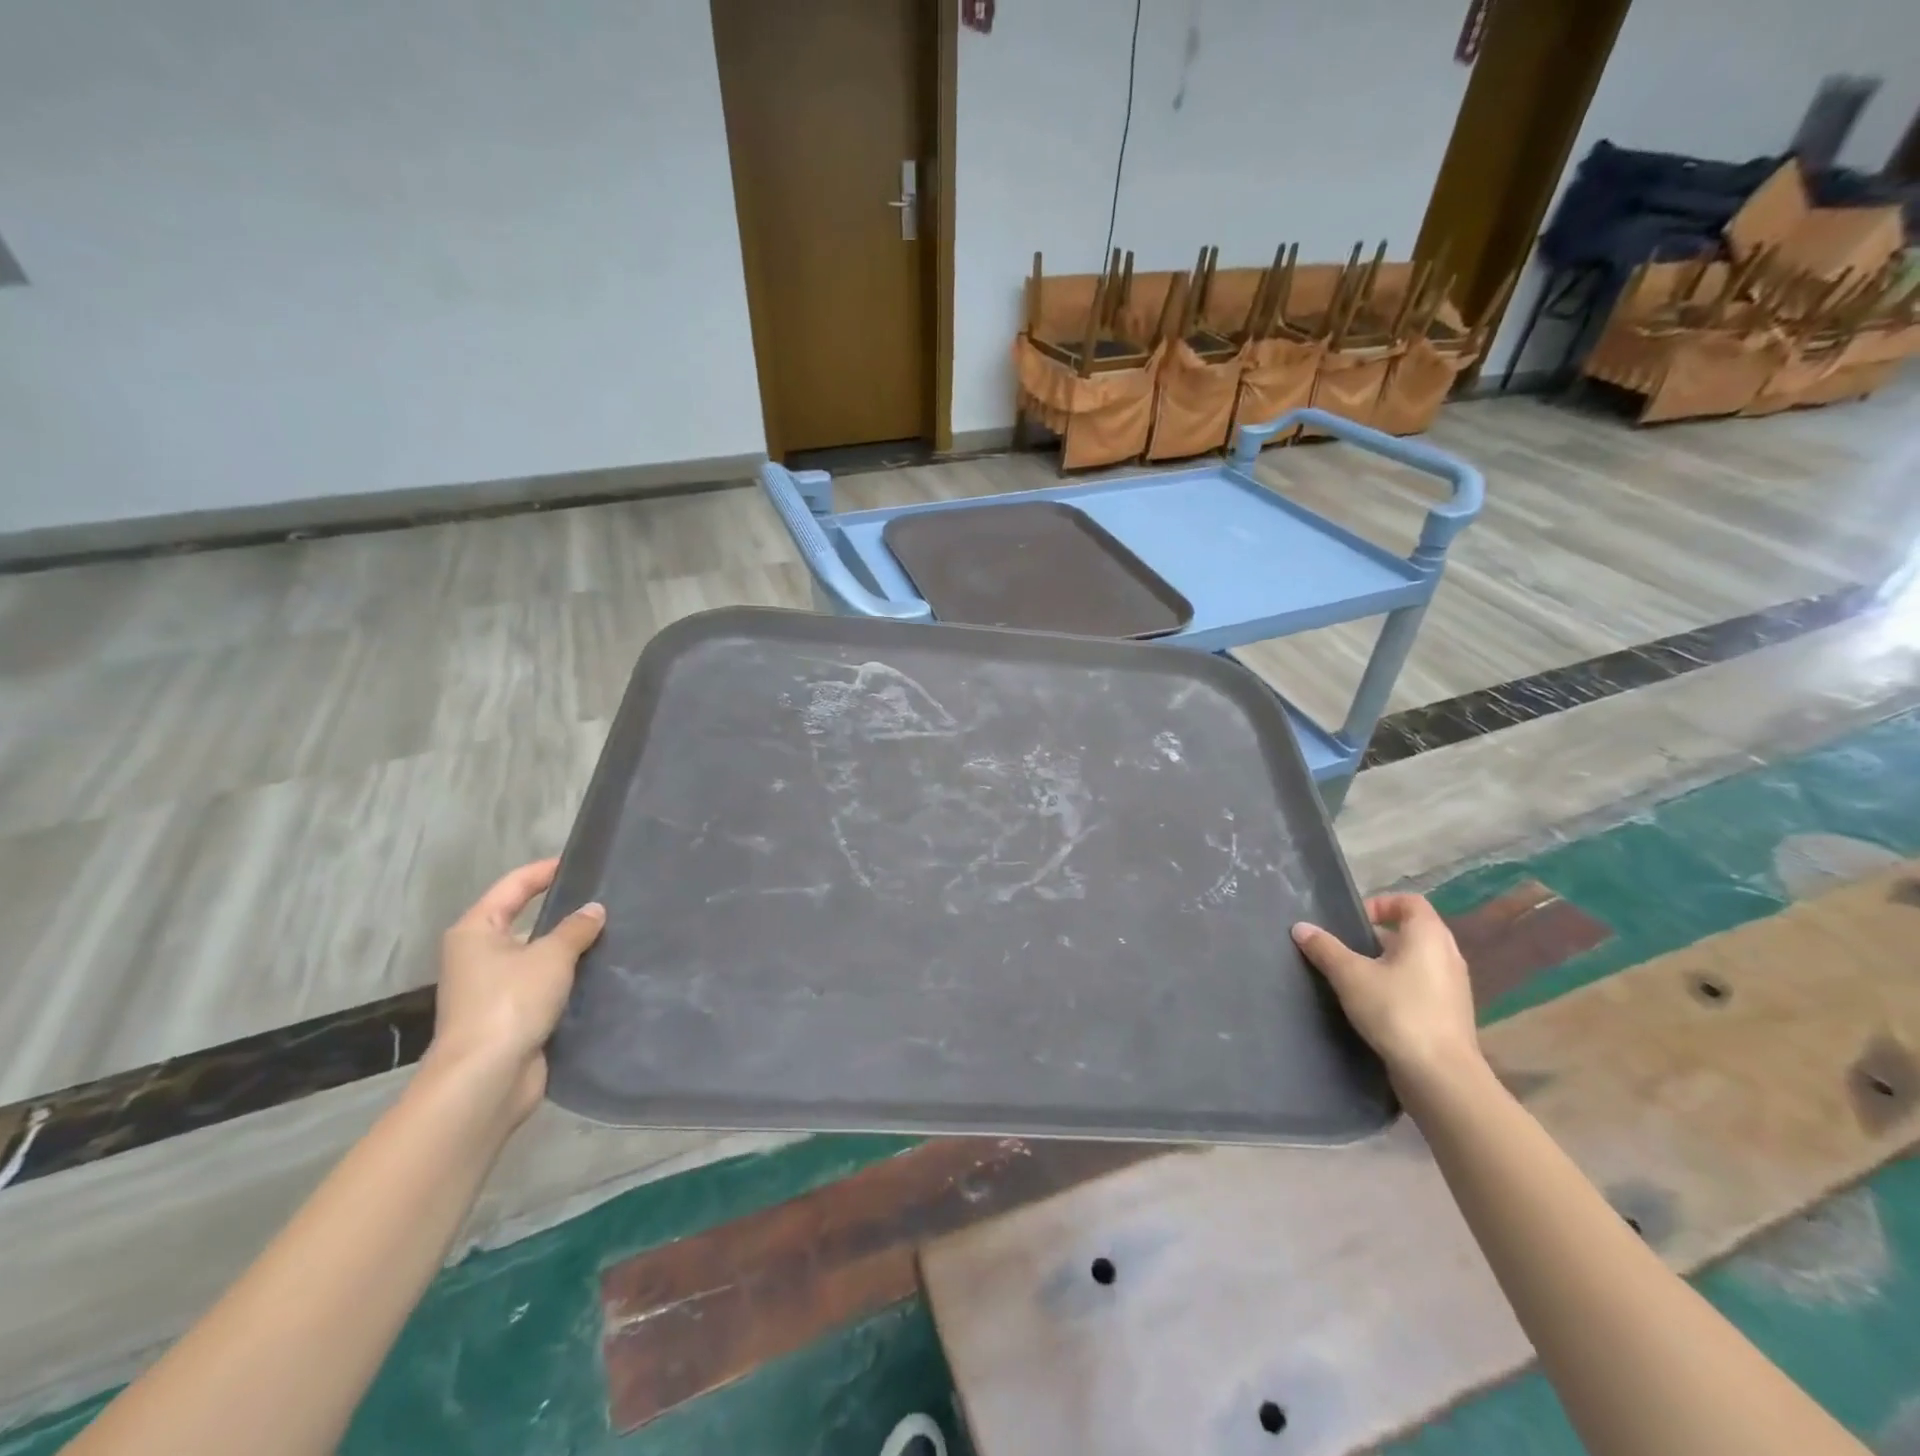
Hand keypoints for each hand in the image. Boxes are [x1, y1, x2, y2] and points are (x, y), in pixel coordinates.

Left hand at [427, 858, 604, 1123]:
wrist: (485, 1080)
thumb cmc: (510, 1003)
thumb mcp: (550, 956)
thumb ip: (576, 929)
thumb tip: (594, 910)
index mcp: (476, 931)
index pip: (514, 886)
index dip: (545, 871)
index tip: (582, 863)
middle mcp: (480, 956)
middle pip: (527, 921)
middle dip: (565, 912)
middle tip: (608, 900)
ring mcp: (496, 989)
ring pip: (540, 957)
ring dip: (572, 949)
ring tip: (616, 934)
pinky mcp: (514, 1018)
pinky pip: (547, 987)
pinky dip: (571, 980)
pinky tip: (604, 973)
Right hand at [1292, 893, 1482, 1091]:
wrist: (1440, 1076)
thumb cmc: (1397, 1011)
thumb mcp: (1350, 976)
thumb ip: (1325, 948)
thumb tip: (1301, 927)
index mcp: (1429, 936)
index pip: (1409, 902)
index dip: (1380, 903)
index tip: (1353, 922)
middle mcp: (1448, 955)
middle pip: (1412, 931)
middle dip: (1377, 936)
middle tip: (1347, 949)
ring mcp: (1453, 987)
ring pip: (1416, 961)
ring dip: (1387, 963)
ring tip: (1355, 978)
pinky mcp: (1450, 1014)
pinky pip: (1422, 986)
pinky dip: (1399, 987)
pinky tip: (1375, 1006)